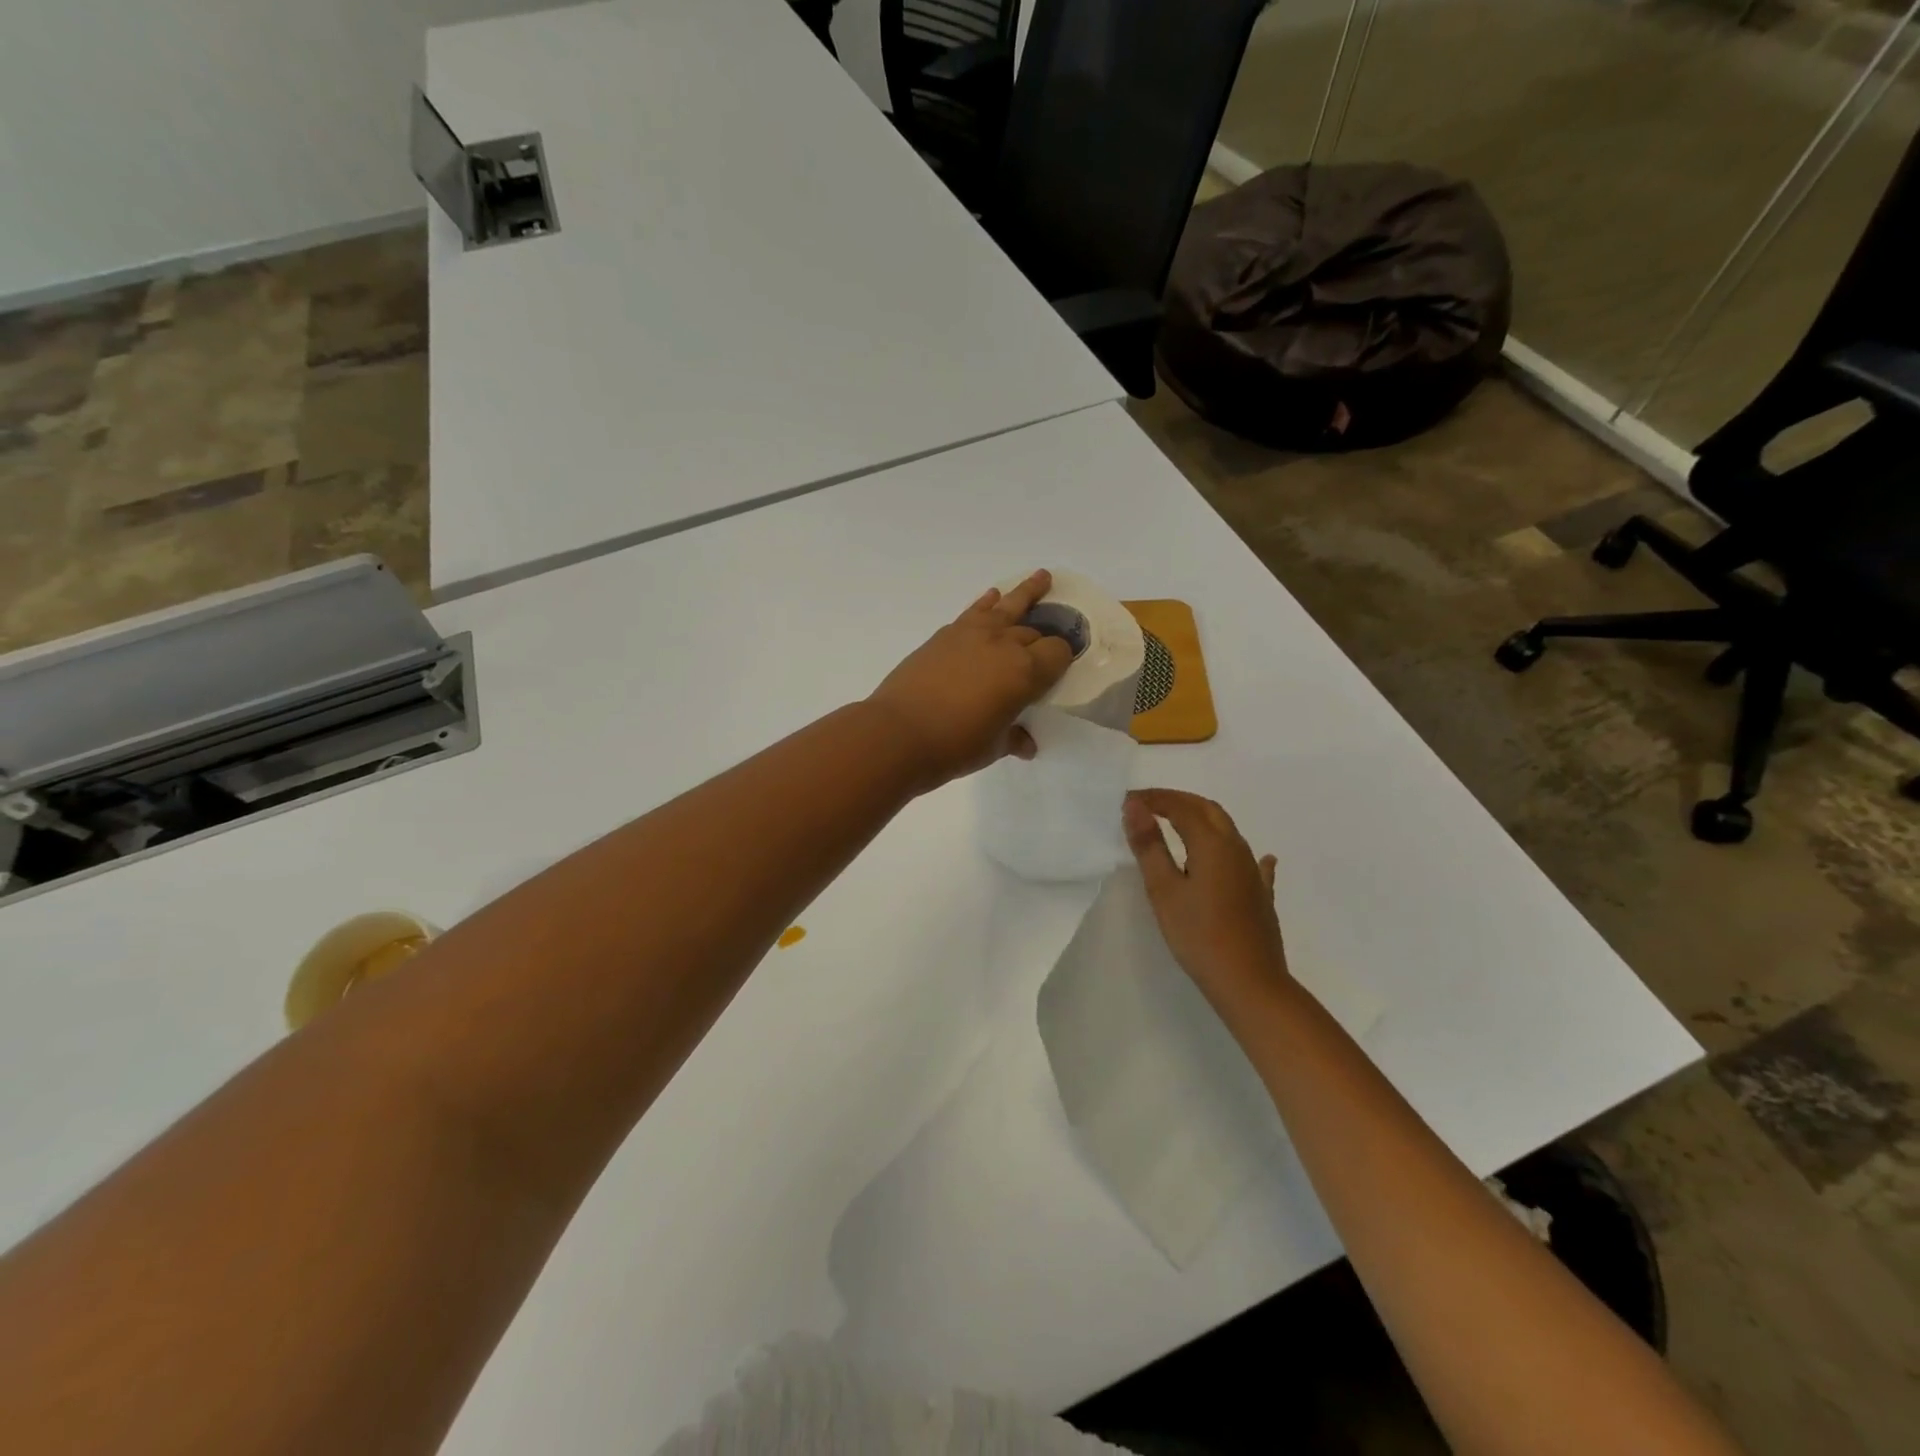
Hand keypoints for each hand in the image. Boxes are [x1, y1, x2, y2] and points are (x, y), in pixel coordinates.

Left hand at [867, 570, 1075, 789]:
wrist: (897, 733)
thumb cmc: (954, 746)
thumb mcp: (993, 747)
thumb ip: (1014, 738)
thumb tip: (1026, 744)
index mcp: (1025, 672)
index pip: (1059, 653)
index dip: (1063, 660)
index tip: (1061, 669)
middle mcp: (1004, 644)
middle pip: (1034, 632)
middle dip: (1043, 639)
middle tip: (1046, 648)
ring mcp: (972, 634)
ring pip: (1008, 605)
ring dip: (1027, 591)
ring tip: (1042, 577)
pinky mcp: (945, 634)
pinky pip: (975, 610)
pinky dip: (987, 603)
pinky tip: (992, 597)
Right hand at [1122, 789, 1288, 1014]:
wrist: (1250, 983)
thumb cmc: (1199, 935)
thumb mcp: (1164, 890)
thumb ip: (1149, 846)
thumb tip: (1134, 807)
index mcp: (1213, 843)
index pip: (1180, 806)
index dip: (1153, 799)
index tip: (1127, 801)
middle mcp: (1237, 848)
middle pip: (1208, 810)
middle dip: (1177, 801)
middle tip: (1148, 806)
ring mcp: (1253, 872)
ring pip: (1226, 830)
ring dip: (1199, 818)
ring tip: (1173, 824)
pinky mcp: (1260, 894)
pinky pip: (1249, 860)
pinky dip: (1234, 850)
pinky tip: (1253, 856)